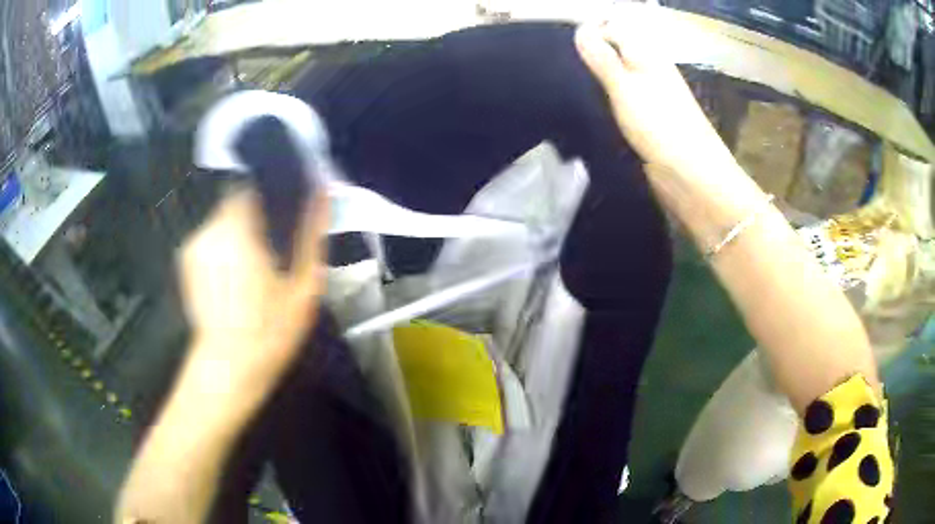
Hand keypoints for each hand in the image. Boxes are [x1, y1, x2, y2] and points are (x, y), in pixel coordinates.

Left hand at [177, 189, 328, 395]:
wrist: (228, 369)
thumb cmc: (270, 332)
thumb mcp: (303, 287)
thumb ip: (311, 236)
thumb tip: (323, 193)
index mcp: (240, 230)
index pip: (254, 185)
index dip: (273, 190)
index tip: (288, 207)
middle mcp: (211, 229)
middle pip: (238, 201)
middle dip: (258, 215)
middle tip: (276, 245)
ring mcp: (194, 244)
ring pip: (224, 220)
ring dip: (241, 231)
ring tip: (257, 265)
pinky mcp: (185, 260)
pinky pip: (211, 238)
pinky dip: (225, 246)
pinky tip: (235, 277)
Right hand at [574, 22, 734, 175]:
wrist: (690, 177)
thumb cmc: (660, 126)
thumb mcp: (626, 86)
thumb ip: (603, 58)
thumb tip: (581, 28)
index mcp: (647, 56)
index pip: (613, 29)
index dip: (588, 34)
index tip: (563, 50)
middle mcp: (649, 71)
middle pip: (613, 53)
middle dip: (588, 58)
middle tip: (559, 69)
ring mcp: (648, 97)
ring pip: (614, 78)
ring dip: (593, 82)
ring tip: (565, 88)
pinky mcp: (645, 121)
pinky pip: (618, 102)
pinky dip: (602, 103)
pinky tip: (585, 109)